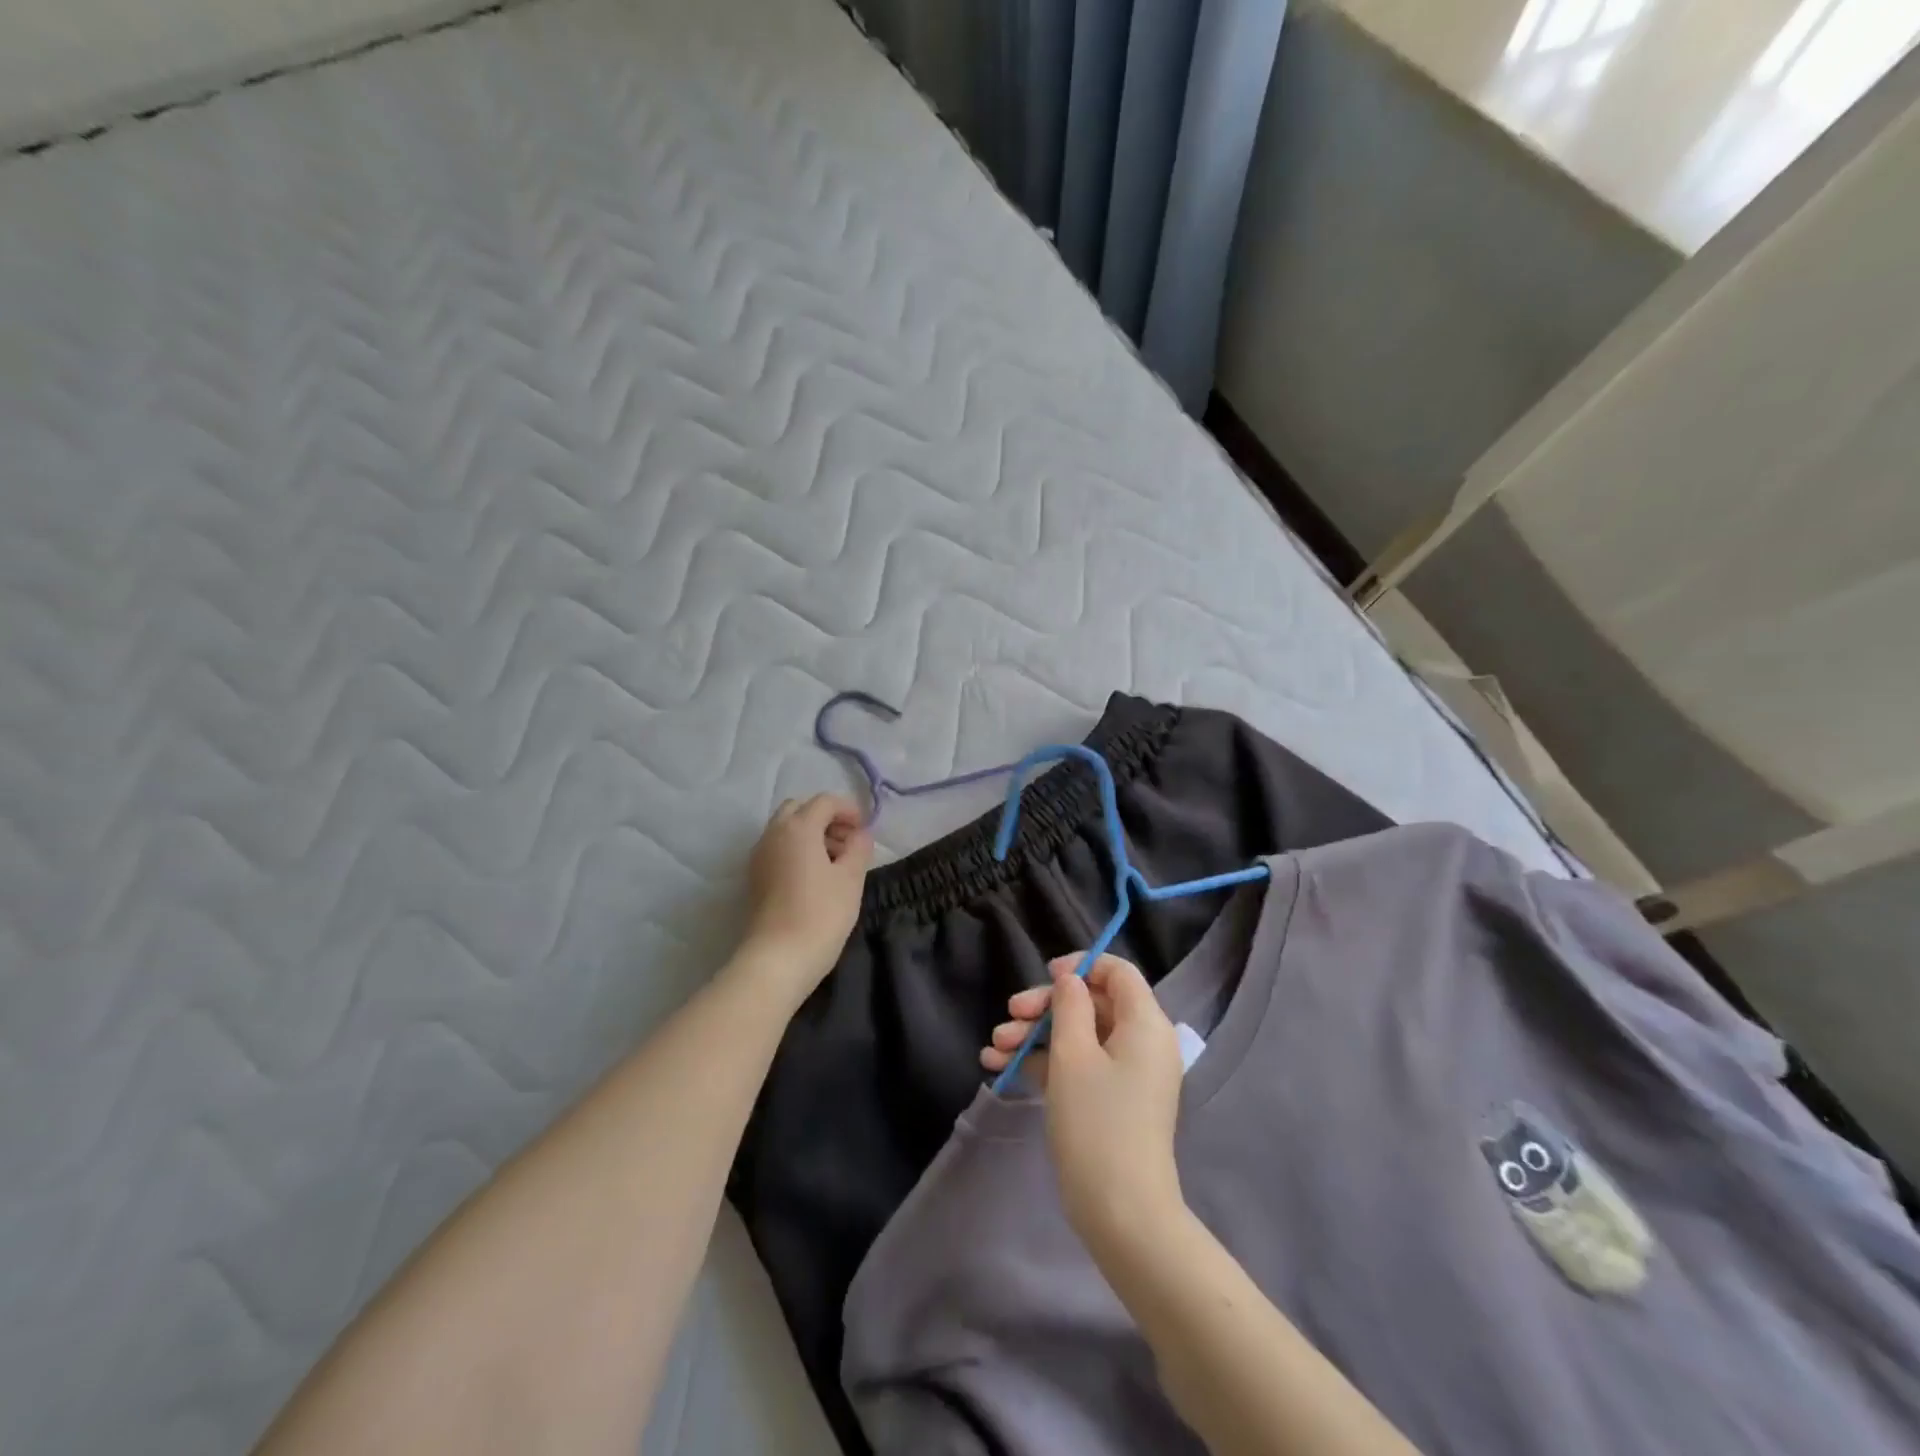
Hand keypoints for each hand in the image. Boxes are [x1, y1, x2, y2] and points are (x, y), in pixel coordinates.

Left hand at [739, 794, 872, 1006]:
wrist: (778, 959)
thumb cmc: (821, 914)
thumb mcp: (851, 878)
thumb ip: (859, 848)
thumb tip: (860, 834)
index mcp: (797, 828)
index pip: (824, 801)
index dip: (848, 809)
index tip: (865, 829)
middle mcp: (773, 834)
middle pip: (799, 809)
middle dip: (825, 817)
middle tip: (848, 841)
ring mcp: (759, 856)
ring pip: (786, 829)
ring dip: (811, 834)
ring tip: (836, 861)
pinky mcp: (755, 877)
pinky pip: (778, 848)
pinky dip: (797, 850)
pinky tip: (816, 876)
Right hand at [981, 954, 1185, 1253]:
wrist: (1122, 1214)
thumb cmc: (1097, 1123)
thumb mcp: (1073, 1055)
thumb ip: (1068, 1006)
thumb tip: (1070, 979)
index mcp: (1145, 1023)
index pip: (1117, 972)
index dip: (1081, 966)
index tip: (1044, 975)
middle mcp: (1142, 1042)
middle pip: (1092, 1002)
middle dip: (1045, 1007)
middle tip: (1008, 1015)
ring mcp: (1127, 1074)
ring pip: (1079, 1035)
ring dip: (1035, 1035)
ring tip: (993, 1048)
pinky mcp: (1112, 1101)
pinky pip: (1079, 1066)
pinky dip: (1044, 1062)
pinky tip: (1001, 1068)